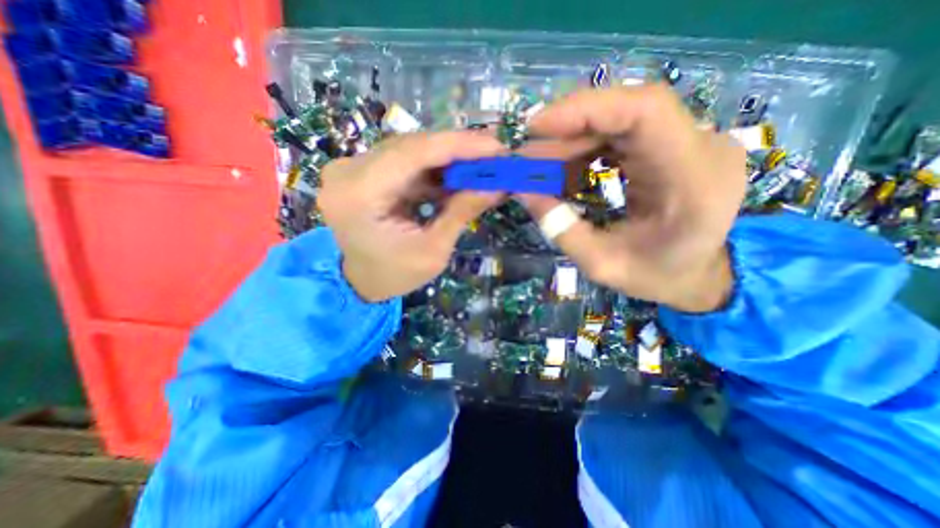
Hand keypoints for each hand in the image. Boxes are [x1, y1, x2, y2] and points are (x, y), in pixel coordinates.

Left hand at [317, 131, 509, 302]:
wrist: (361, 281)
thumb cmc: (394, 275)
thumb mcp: (433, 251)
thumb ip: (461, 213)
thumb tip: (497, 186)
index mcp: (358, 195)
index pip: (412, 153)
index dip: (458, 145)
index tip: (496, 146)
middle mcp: (348, 172)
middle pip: (412, 146)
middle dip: (458, 150)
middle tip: (495, 155)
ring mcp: (353, 169)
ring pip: (411, 150)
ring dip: (449, 158)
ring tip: (482, 166)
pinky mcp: (363, 172)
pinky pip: (406, 161)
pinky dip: (435, 168)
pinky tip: (458, 176)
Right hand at [517, 84, 746, 310]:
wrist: (697, 276)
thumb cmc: (656, 276)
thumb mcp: (600, 264)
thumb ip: (561, 229)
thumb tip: (523, 191)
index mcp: (694, 179)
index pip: (645, 111)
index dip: (585, 109)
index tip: (536, 127)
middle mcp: (701, 147)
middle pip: (625, 112)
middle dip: (567, 132)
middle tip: (526, 158)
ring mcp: (690, 142)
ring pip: (619, 121)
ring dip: (572, 140)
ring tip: (539, 167)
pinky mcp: (672, 146)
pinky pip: (620, 134)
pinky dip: (585, 148)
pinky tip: (564, 169)